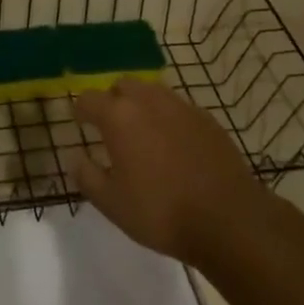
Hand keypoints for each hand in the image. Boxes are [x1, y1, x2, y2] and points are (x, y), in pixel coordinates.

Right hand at [73, 78, 262, 266]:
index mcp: (119, 116)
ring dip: (141, 104)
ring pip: (152, 92)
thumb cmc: (161, 212)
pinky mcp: (206, 118)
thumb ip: (87, 177)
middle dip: (113, 100)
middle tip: (111, 126)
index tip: (79, 122)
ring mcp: (181, 106)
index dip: (80, 110)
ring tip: (142, 132)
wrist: (228, 219)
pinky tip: (173, 144)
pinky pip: (178, 107)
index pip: (89, 99)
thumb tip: (75, 158)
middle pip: (123, 86)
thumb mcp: (112, 204)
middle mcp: (148, 101)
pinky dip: (168, 117)